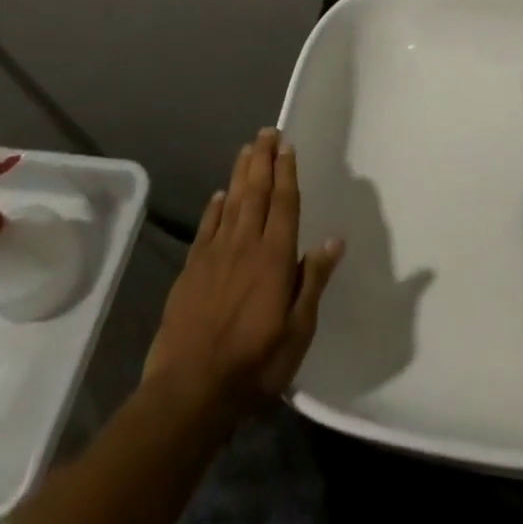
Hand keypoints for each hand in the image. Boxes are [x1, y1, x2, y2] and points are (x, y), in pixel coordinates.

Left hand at [143, 128, 345, 418]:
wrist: (189, 391)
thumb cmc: (254, 364)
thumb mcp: (298, 331)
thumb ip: (313, 281)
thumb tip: (334, 240)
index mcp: (274, 257)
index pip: (284, 204)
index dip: (286, 173)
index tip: (287, 145)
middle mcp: (245, 246)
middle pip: (256, 193)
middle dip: (263, 160)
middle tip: (267, 132)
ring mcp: (214, 256)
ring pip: (231, 203)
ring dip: (240, 174)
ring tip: (247, 149)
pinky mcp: (191, 271)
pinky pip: (206, 228)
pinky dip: (214, 208)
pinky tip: (219, 195)